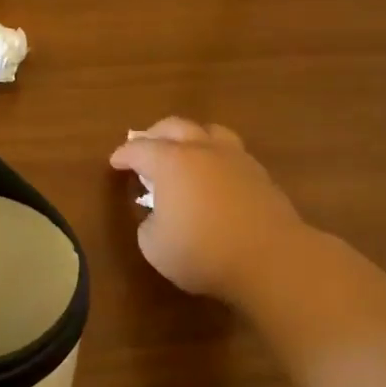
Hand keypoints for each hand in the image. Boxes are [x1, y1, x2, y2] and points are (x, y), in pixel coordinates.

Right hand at [109, 118, 306, 307]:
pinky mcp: (260, 175)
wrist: (270, 259)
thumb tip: (159, 215)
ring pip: (210, 132)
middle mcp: (202, 150)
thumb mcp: (154, 246)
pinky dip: (216, 157)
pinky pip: (232, 153)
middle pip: (174, 126)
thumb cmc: (202, 252)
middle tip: (144, 147)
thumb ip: (149, 223)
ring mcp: (236, 159)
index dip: (123, 154)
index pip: (139, 149)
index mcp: (170, 162)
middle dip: (155, 134)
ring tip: (184, 152)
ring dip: (191, 137)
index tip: (115, 162)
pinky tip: (214, 175)